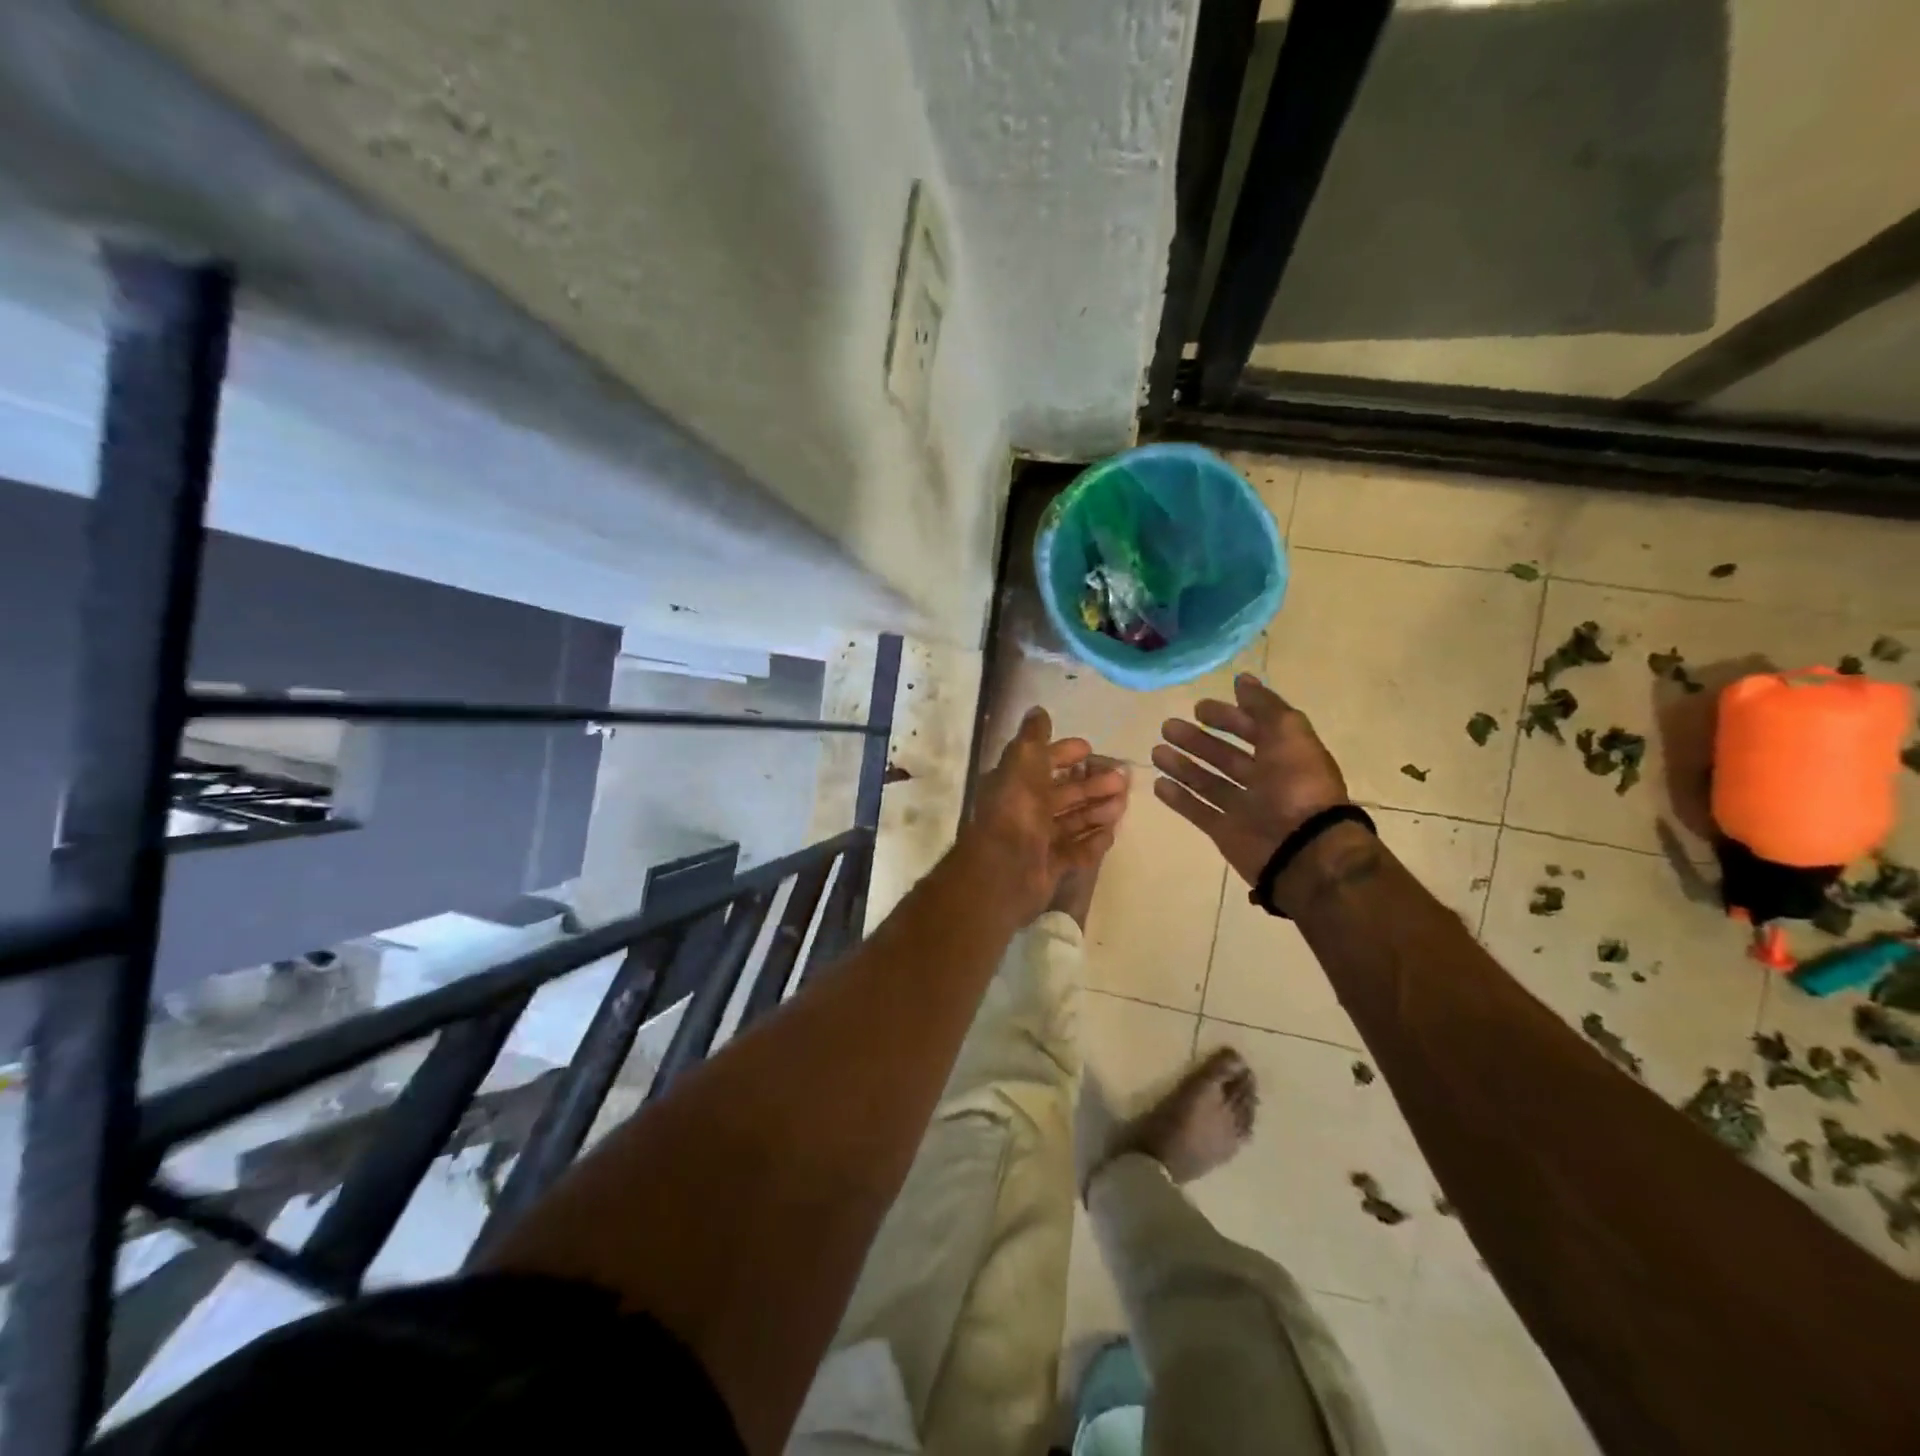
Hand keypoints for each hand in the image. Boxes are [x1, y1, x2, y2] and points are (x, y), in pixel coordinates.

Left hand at [964, 708, 1129, 920]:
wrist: (1004, 871)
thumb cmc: (1015, 811)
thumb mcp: (1022, 762)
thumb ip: (1033, 737)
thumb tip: (1037, 710)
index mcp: (1014, 783)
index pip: (1041, 762)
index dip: (1064, 754)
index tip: (1090, 749)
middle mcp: (1024, 809)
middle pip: (1063, 793)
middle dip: (1092, 784)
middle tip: (1122, 779)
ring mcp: (1037, 840)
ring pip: (1072, 820)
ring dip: (1097, 810)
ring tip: (1123, 804)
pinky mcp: (1049, 866)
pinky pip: (1075, 851)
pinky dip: (1092, 842)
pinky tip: (1111, 833)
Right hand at [1151, 674, 1349, 885]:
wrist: (1302, 849)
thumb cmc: (1297, 784)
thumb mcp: (1288, 733)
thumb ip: (1264, 706)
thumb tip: (1242, 679)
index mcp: (1283, 755)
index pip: (1252, 729)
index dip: (1228, 717)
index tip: (1198, 708)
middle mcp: (1264, 780)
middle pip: (1224, 756)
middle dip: (1197, 740)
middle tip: (1168, 727)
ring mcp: (1243, 807)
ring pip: (1207, 781)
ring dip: (1182, 766)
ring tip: (1156, 752)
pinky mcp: (1225, 831)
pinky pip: (1198, 810)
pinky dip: (1179, 798)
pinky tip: (1158, 784)